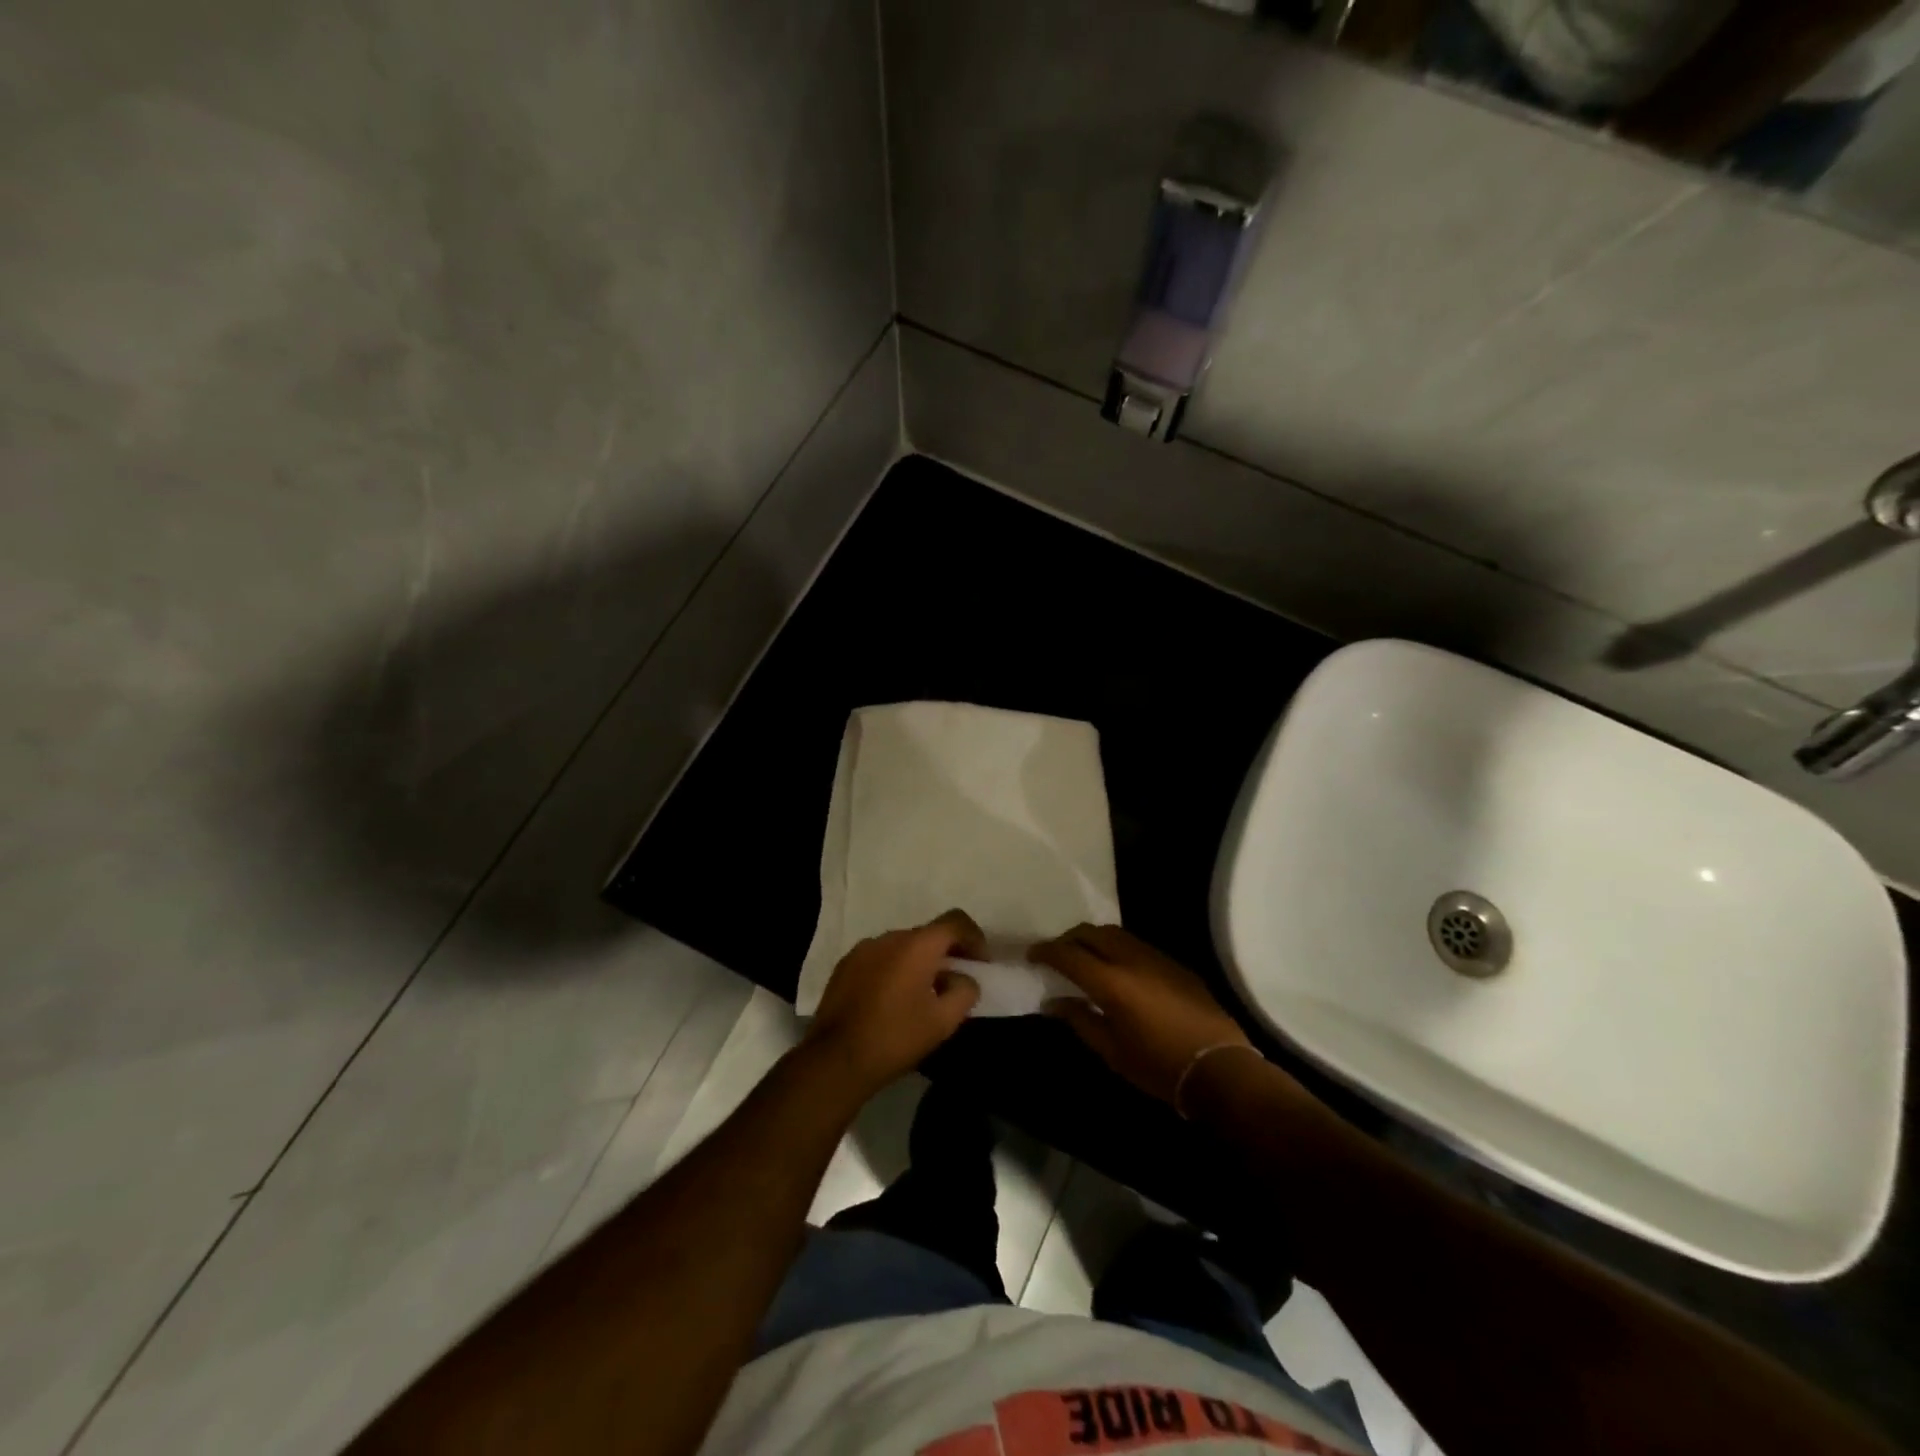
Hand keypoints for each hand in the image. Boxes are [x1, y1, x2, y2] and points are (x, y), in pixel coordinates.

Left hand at [804, 911, 983, 1095]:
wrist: (835, 1059)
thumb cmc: (896, 1037)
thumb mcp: (943, 1021)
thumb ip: (964, 991)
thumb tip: (963, 978)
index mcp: (917, 945)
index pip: (955, 921)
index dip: (974, 938)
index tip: (981, 963)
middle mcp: (889, 937)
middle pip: (928, 934)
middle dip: (946, 953)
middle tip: (955, 982)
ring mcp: (863, 949)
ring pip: (902, 946)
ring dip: (918, 961)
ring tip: (922, 993)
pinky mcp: (845, 965)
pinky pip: (880, 958)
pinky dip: (894, 969)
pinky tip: (892, 999)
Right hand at [1032, 924, 1255, 1107]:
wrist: (1219, 1068)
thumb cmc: (1158, 1067)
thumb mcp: (1111, 1050)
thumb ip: (1079, 1020)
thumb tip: (1053, 1002)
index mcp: (1111, 982)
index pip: (1068, 954)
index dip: (1046, 951)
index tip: (1031, 955)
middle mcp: (1132, 959)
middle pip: (1091, 932)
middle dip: (1069, 939)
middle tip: (1056, 955)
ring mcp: (1156, 958)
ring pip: (1116, 933)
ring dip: (1094, 939)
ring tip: (1085, 958)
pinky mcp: (1175, 964)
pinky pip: (1137, 944)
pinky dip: (1117, 948)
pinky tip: (1117, 969)